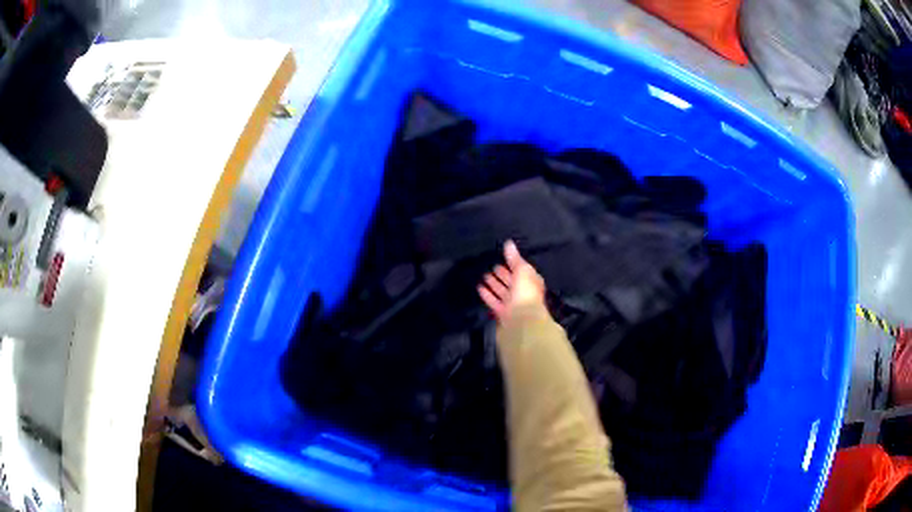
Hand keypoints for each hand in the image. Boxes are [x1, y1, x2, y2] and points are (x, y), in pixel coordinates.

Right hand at [478, 240, 545, 322]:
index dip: (513, 265)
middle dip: (503, 274)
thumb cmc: (526, 293)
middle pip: (512, 282)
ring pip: (503, 292)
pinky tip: (480, 288)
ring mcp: (513, 304)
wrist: (523, 321)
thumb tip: (508, 243)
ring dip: (494, 284)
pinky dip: (488, 295)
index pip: (522, 271)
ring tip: (484, 276)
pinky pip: (494, 302)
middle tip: (492, 267)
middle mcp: (523, 293)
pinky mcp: (503, 313)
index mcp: (532, 282)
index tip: (502, 259)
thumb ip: (514, 258)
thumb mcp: (522, 270)